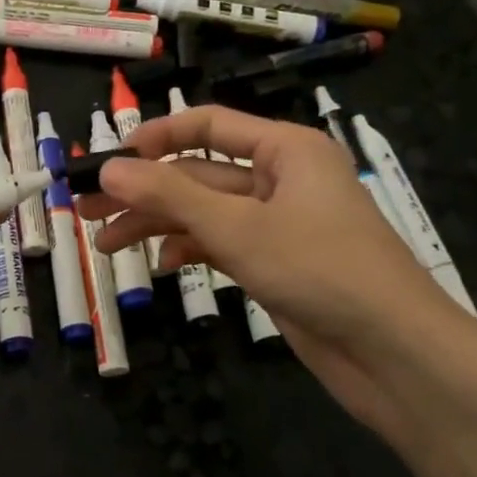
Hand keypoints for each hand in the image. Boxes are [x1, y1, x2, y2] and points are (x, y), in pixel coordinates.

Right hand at [77, 105, 475, 433]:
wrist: (391, 350)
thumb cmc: (319, 269)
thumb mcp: (237, 227)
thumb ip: (169, 195)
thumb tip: (109, 168)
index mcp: (285, 149)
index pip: (207, 126)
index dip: (154, 138)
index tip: (108, 161)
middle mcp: (281, 178)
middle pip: (198, 174)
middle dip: (143, 192)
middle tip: (85, 211)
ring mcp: (279, 223)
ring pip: (205, 213)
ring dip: (157, 225)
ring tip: (105, 245)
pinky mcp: (276, 262)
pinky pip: (222, 244)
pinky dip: (191, 250)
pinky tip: (163, 265)